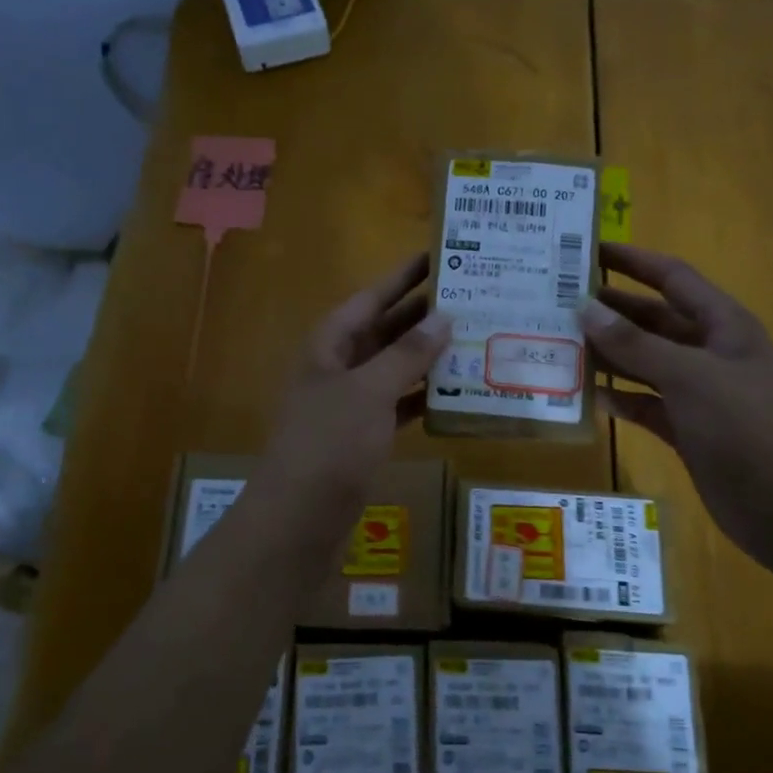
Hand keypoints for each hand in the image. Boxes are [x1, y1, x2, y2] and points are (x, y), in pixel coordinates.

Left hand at [258, 253, 451, 510]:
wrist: (299, 518)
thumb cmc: (329, 444)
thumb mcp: (369, 391)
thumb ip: (406, 354)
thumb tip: (443, 317)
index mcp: (330, 344)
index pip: (371, 297)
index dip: (403, 276)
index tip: (439, 254)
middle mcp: (339, 366)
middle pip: (384, 329)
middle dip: (422, 314)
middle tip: (470, 296)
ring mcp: (350, 402)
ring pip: (394, 367)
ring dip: (427, 355)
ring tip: (473, 337)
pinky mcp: (363, 434)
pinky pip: (397, 403)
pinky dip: (422, 395)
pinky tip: (456, 391)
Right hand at [579, 243, 772, 558]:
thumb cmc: (746, 427)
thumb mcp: (689, 376)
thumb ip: (635, 344)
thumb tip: (585, 308)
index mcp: (723, 325)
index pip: (672, 277)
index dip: (633, 261)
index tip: (587, 250)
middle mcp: (710, 352)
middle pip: (653, 320)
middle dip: (611, 310)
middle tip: (558, 302)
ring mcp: (700, 393)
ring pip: (646, 363)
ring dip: (609, 355)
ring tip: (561, 345)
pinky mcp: (688, 429)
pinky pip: (646, 404)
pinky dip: (621, 399)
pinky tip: (589, 397)